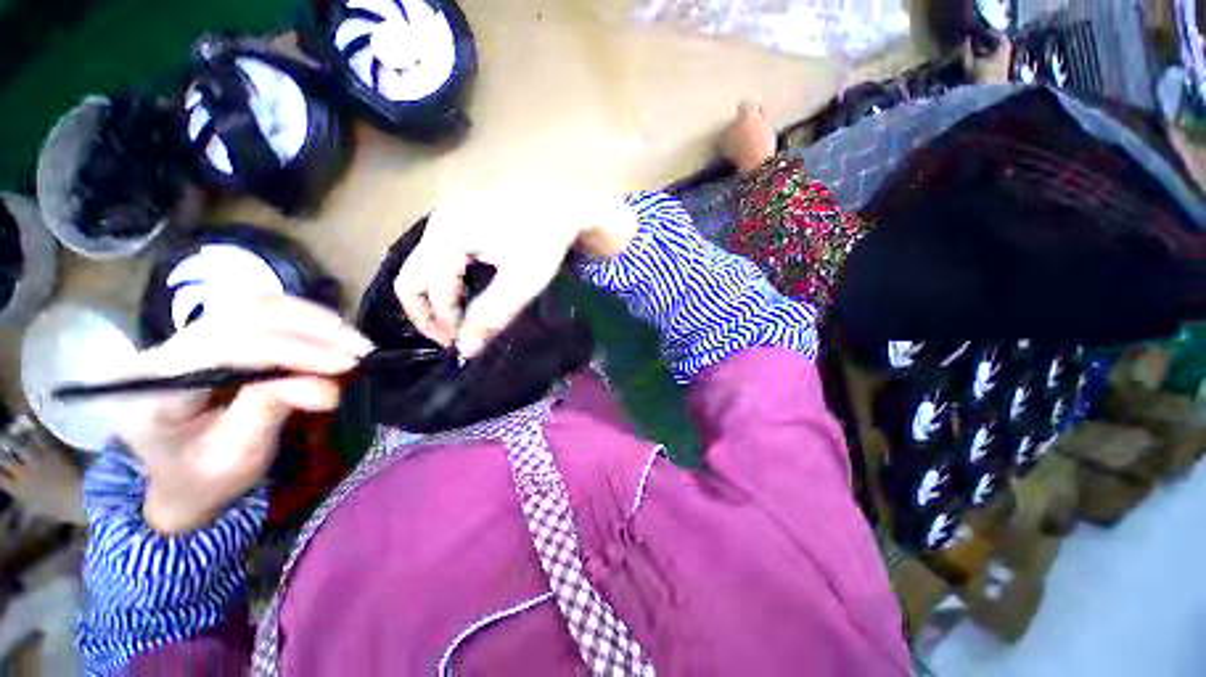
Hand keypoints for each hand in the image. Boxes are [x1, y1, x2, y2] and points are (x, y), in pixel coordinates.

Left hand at [117, 297, 373, 534]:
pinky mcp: (213, 334)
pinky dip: (304, 320)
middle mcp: (168, 347)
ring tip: (352, 341)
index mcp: (156, 385)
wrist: (178, 479)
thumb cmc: (204, 478)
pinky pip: (262, 312)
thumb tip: (328, 386)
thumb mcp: (235, 455)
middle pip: (244, 314)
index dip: (295, 352)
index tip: (346, 365)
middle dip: (312, 329)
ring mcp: (189, 336)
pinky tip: (331, 334)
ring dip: (313, 320)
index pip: (229, 349)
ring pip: (256, 305)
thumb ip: (271, 411)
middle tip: (360, 349)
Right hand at [394, 184, 638, 356]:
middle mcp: (436, 226)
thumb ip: (491, 315)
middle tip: (454, 336)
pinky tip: (469, 294)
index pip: (428, 291)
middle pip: (411, 279)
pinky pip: (440, 260)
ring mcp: (446, 220)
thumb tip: (466, 350)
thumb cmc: (545, 239)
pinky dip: (449, 284)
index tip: (466, 343)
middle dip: (428, 314)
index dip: (445, 323)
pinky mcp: (461, 221)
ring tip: (462, 320)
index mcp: (446, 237)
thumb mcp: (522, 281)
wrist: (564, 200)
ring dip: (438, 300)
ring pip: (424, 270)